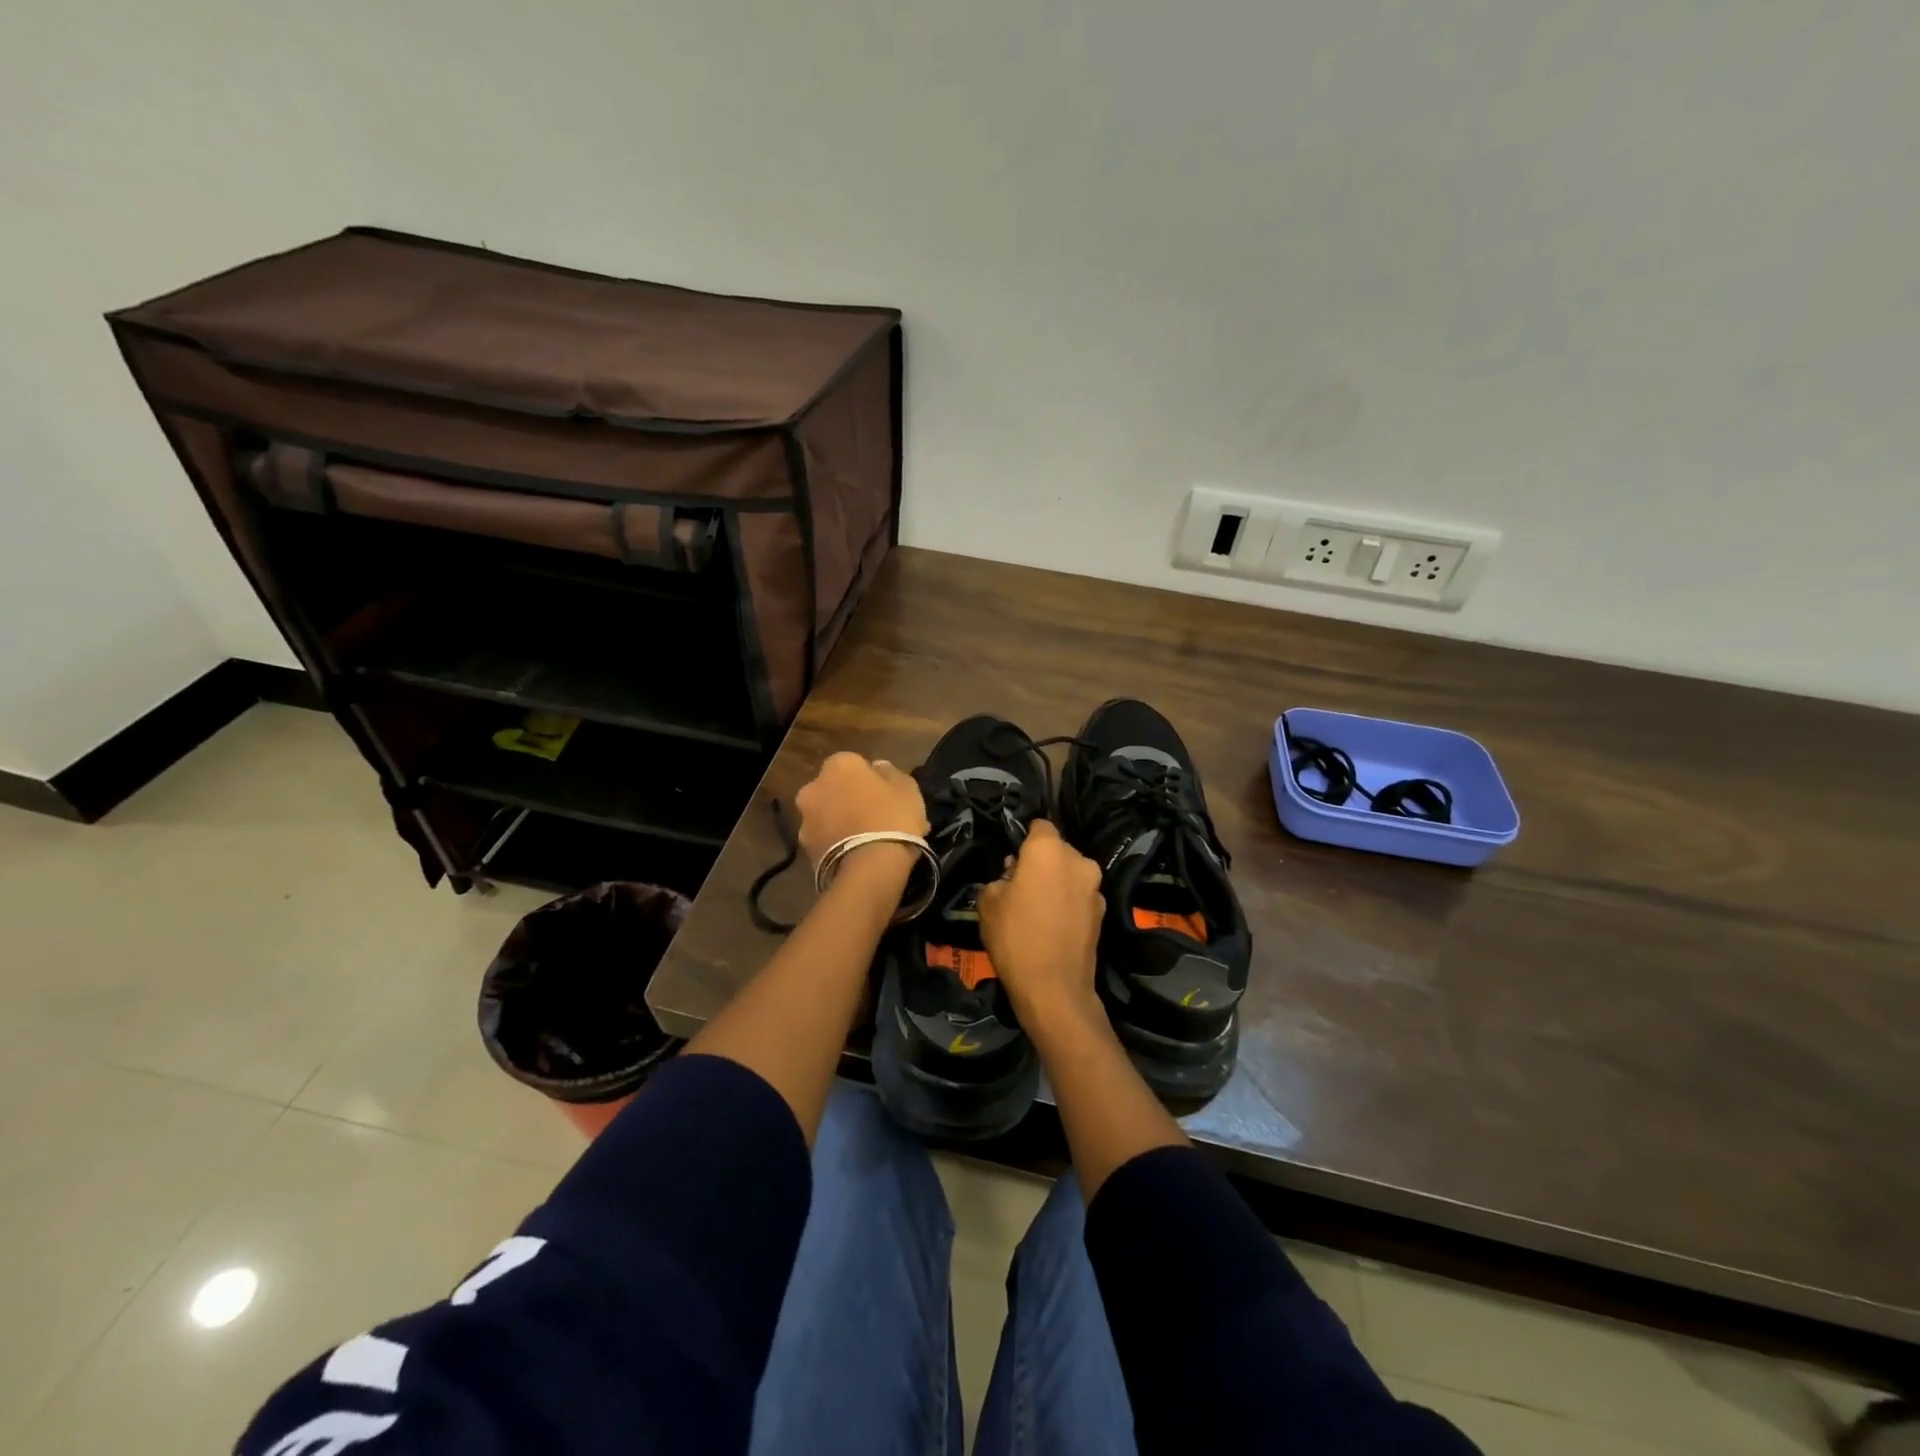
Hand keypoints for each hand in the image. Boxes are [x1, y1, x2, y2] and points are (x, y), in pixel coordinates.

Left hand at [794, 752, 928, 868]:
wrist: (870, 869)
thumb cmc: (892, 818)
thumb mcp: (907, 788)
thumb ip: (890, 772)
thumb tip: (878, 768)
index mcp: (837, 766)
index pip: (854, 763)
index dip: (871, 779)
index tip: (887, 794)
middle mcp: (813, 788)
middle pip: (836, 790)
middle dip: (852, 800)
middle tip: (877, 817)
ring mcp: (806, 821)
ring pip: (830, 817)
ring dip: (844, 823)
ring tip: (871, 842)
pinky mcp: (806, 851)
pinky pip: (828, 841)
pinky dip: (840, 845)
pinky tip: (861, 857)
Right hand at [977, 820, 1104, 1027]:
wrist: (1053, 988)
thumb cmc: (1015, 937)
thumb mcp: (987, 903)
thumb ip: (999, 879)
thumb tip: (1012, 877)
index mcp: (1049, 849)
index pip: (1039, 825)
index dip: (1024, 840)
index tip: (1013, 861)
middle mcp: (1078, 860)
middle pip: (1057, 850)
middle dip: (1041, 862)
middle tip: (1020, 886)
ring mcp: (1095, 887)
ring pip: (1070, 874)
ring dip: (1056, 883)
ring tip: (1037, 910)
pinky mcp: (1103, 912)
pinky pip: (1079, 897)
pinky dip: (1068, 903)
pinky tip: (1053, 926)